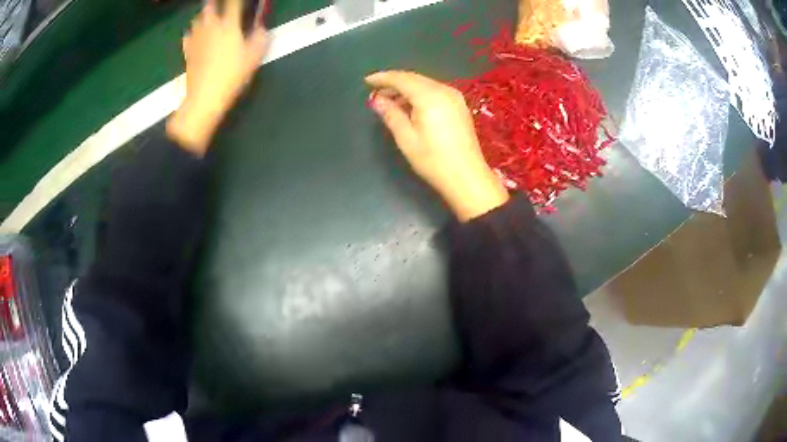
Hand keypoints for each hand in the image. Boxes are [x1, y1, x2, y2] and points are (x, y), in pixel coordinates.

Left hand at [167, 0, 269, 154]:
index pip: (233, 3)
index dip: (237, 0)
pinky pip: (188, 36)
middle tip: (220, 6)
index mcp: (229, 25)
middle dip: (215, 3)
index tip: (238, 1)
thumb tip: (261, 27)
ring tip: (209, 18)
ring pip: (196, 18)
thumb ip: (260, 38)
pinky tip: (196, 36)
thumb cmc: (232, 76)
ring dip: (203, 15)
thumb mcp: (254, 58)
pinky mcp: (187, 51)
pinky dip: (192, 32)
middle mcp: (211, 27)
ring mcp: (196, 39)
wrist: (204, 98)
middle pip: (209, 6)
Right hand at [366, 71, 508, 221]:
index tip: (367, 81)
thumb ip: (391, 114)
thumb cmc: (434, 161)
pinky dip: (419, 94)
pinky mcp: (459, 106)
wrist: (467, 177)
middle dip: (394, 82)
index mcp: (430, 97)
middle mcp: (444, 91)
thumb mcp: (406, 138)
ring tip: (389, 101)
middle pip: (414, 78)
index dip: (383, 78)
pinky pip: (435, 91)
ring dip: (406, 88)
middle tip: (376, 92)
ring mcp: (455, 97)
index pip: (402, 79)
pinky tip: (410, 106)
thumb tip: (377, 100)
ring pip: (425, 84)